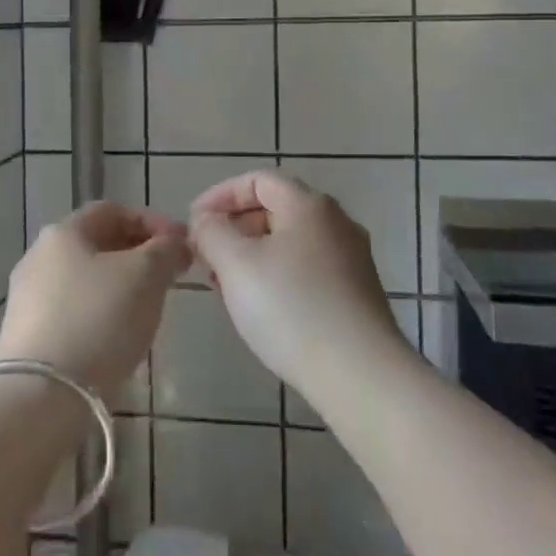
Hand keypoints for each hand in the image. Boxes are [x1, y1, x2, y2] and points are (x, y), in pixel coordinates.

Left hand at [0, 202, 188, 395]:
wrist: (40, 395)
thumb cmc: (98, 320)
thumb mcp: (146, 275)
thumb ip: (166, 250)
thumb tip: (175, 242)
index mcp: (63, 232)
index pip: (113, 211)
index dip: (152, 221)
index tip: (181, 246)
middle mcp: (39, 256)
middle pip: (97, 244)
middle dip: (138, 255)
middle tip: (169, 278)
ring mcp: (28, 298)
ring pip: (86, 280)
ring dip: (120, 287)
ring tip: (148, 310)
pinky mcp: (26, 336)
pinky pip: (73, 312)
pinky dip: (100, 315)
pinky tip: (117, 339)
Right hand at [189, 170, 416, 407]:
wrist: (361, 376)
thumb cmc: (292, 308)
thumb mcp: (236, 264)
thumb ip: (211, 232)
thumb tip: (205, 221)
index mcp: (309, 205)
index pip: (258, 180)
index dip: (220, 195)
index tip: (194, 223)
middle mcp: (336, 222)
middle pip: (275, 208)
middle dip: (234, 227)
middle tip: (205, 257)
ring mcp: (351, 259)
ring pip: (290, 242)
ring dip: (252, 255)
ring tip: (225, 286)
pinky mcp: (357, 294)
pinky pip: (306, 269)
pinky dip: (276, 276)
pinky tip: (260, 308)